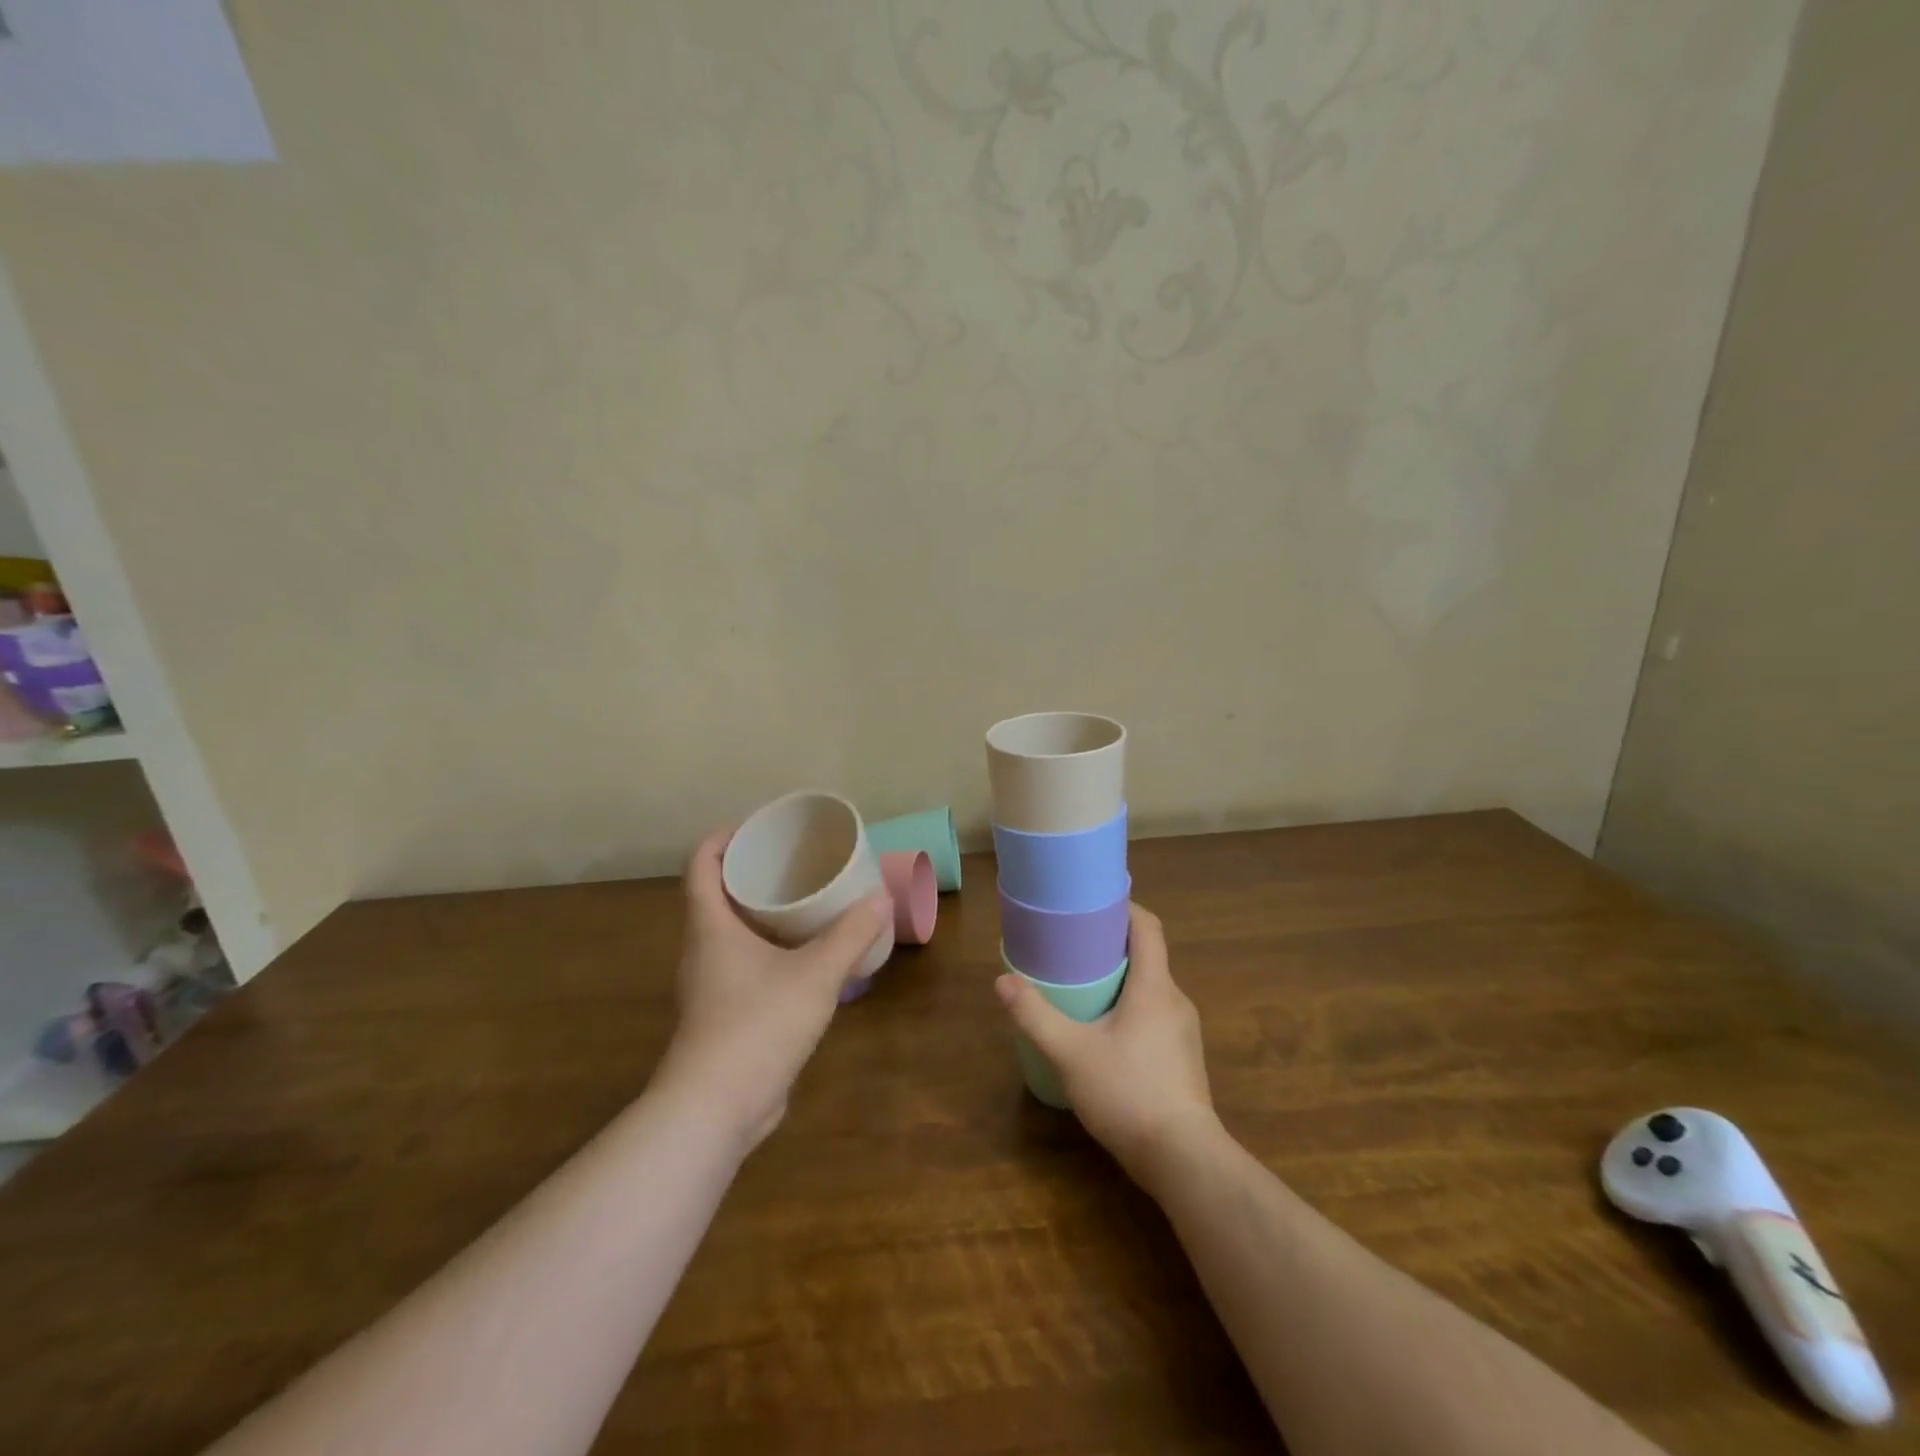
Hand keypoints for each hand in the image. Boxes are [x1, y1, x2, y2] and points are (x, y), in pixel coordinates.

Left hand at [655, 827, 890, 1151]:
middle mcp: (702, 949)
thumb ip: (851, 935)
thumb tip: (881, 899)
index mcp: (711, 927)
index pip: (701, 864)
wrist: (715, 1109)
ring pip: (730, 933)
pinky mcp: (722, 1015)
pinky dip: (768, 949)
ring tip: (806, 904)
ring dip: (761, 913)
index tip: (760, 828)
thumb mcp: (816, 974)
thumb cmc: (757, 1025)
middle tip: (795, 862)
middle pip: (716, 895)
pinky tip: (803, 959)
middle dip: (752, 873)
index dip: (723, 838)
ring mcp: (709, 985)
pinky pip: (742, 965)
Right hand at [995, 904, 1216, 1180]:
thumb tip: (1002, 981)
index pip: (1148, 926)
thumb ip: (1034, 1015)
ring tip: (1084, 987)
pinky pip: (1156, 1014)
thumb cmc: (1128, 1093)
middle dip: (1113, 945)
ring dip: (1122, 979)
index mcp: (1155, 986)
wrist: (1183, 1160)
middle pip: (1148, 955)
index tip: (1093, 902)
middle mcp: (1176, 1000)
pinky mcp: (1183, 1057)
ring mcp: (1184, 1031)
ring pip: (1152, 988)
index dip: (1124, 906)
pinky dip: (1131, 1007)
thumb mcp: (1070, 1052)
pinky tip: (1105, 1032)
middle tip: (1074, 946)